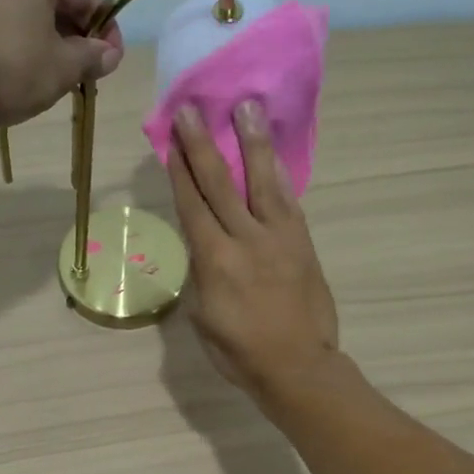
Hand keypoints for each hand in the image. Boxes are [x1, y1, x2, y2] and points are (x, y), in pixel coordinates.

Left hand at [0, 0, 124, 127]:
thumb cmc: (9, 67)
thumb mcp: (62, 67)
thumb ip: (92, 58)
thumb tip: (110, 54)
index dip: (106, 31)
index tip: (112, 62)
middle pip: (54, 2)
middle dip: (75, 38)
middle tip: (84, 74)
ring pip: (27, 15)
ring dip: (47, 44)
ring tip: (54, 78)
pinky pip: (1, 25)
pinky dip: (19, 45)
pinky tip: (22, 74)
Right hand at [167, 100, 339, 402]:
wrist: (298, 366)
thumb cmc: (240, 352)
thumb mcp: (203, 318)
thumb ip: (202, 276)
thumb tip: (204, 249)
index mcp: (214, 261)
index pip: (192, 205)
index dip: (179, 170)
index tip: (171, 138)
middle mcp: (245, 239)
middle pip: (220, 184)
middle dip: (202, 145)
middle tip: (193, 109)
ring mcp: (279, 238)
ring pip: (261, 181)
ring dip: (251, 142)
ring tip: (247, 107)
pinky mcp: (302, 243)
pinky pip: (289, 201)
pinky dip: (279, 174)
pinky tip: (272, 155)